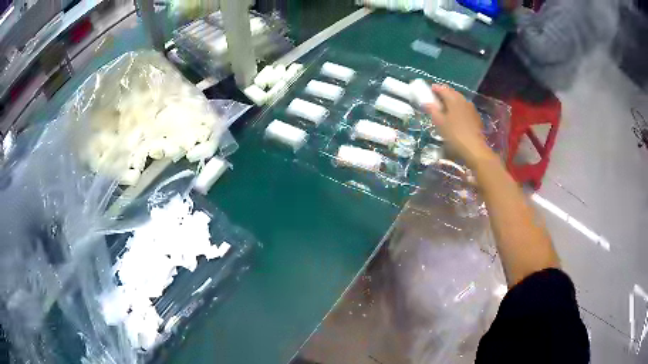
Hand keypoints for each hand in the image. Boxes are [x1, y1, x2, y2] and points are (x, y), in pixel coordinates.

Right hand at [425, 84, 494, 167]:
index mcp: (453, 99)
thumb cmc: (455, 135)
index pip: (442, 89)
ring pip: (460, 100)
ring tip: (446, 107)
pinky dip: (459, 108)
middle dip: (444, 94)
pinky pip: (465, 108)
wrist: (475, 148)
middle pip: (452, 93)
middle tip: (437, 99)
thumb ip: (432, 110)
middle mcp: (463, 100)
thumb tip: (426, 103)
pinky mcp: (476, 117)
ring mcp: (471, 108)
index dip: (435, 88)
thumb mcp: (440, 123)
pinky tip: (457, 116)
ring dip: (452, 101)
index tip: (430, 90)